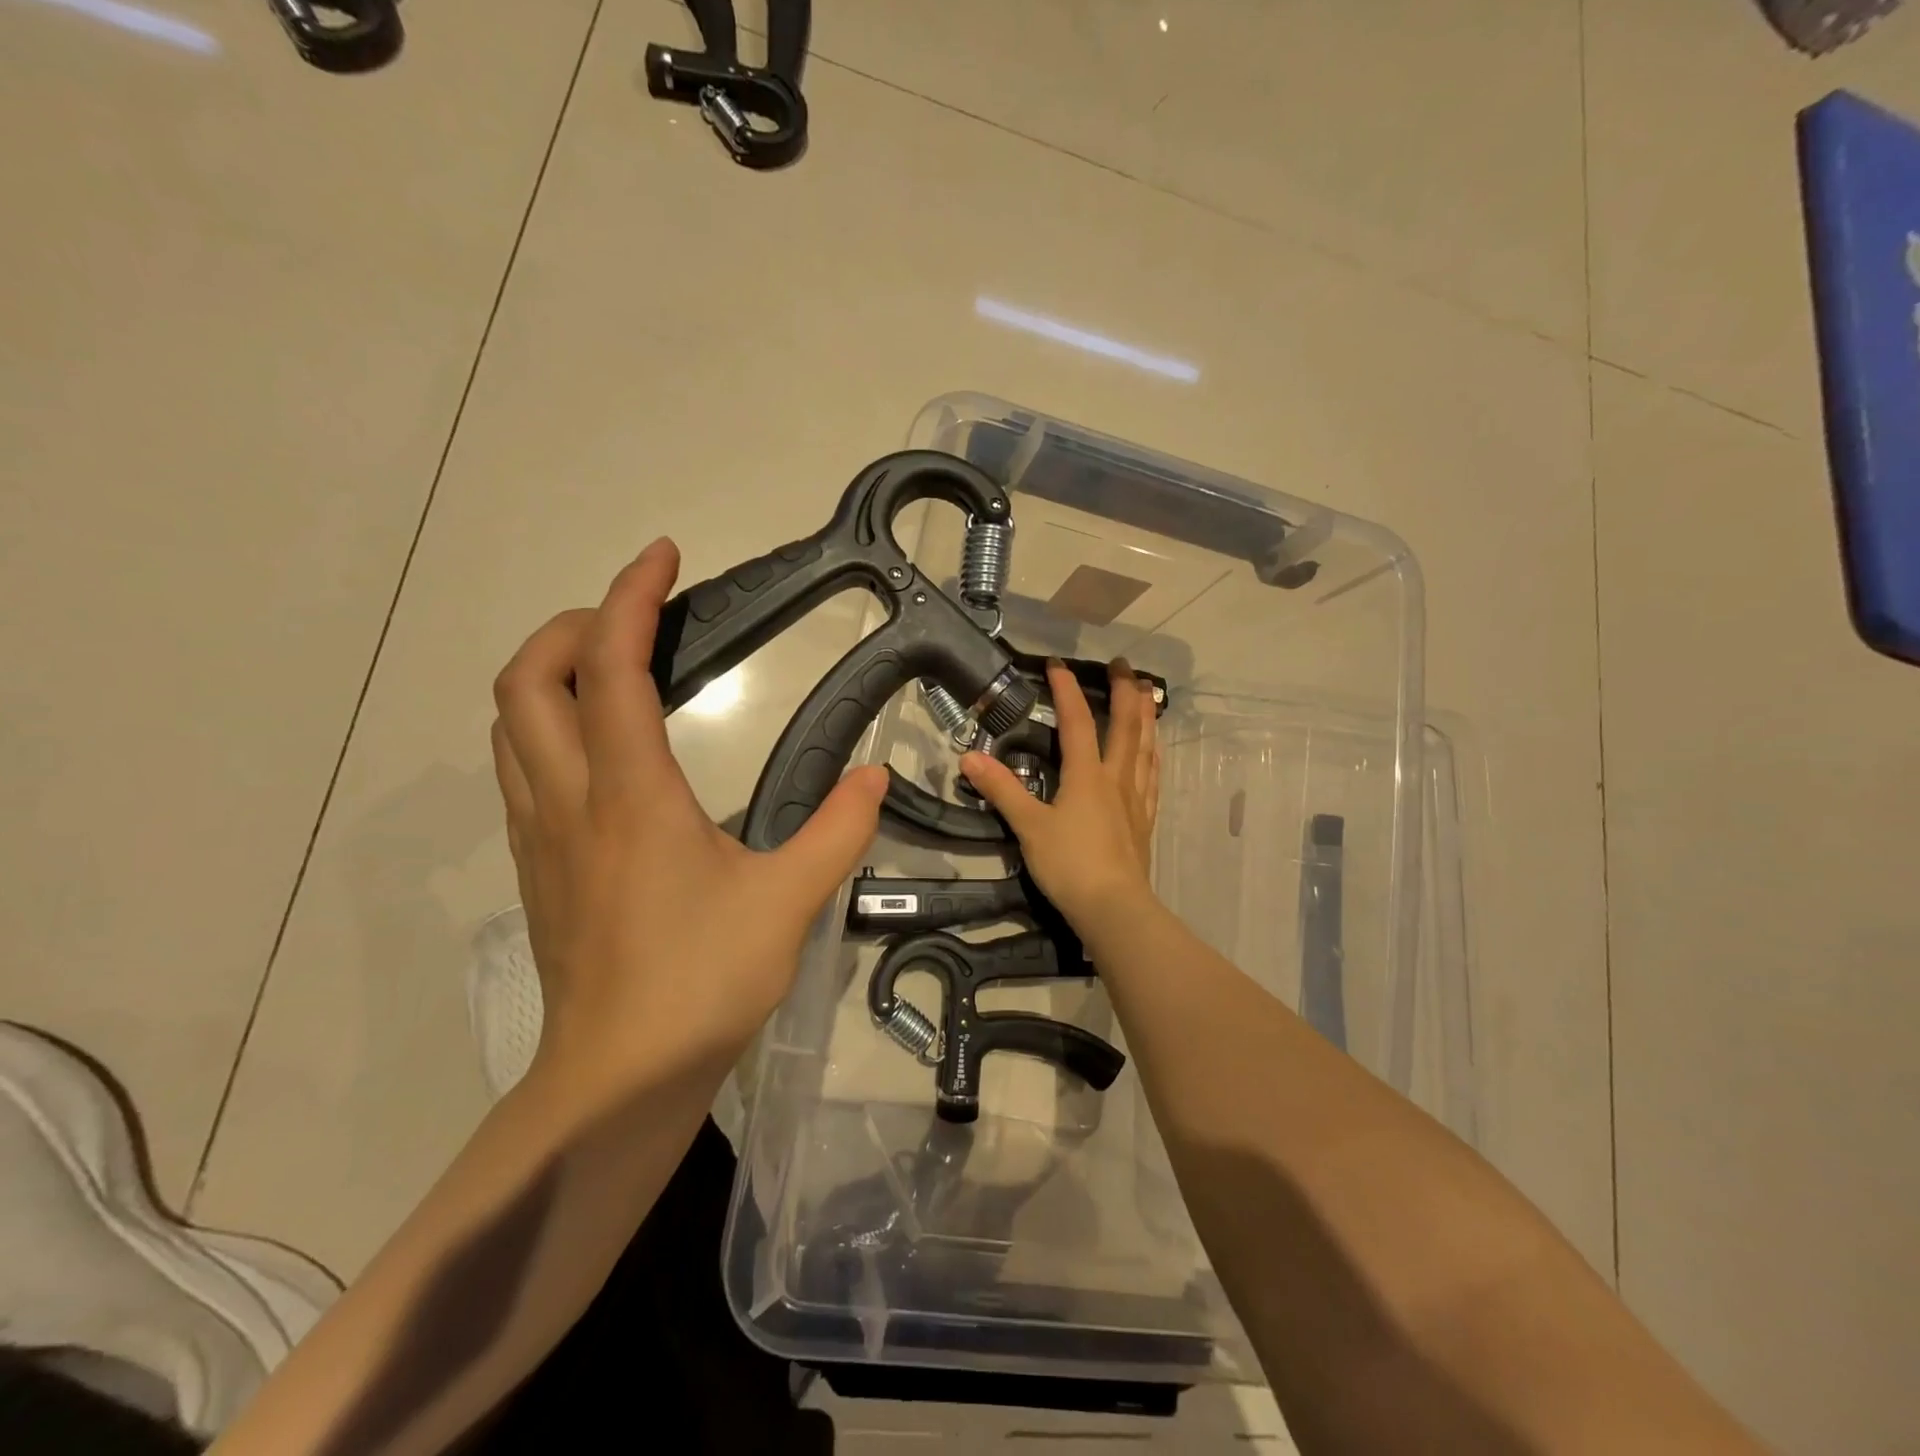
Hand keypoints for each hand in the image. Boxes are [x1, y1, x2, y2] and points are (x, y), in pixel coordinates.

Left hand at [489, 538, 887, 1084]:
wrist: (619, 1077)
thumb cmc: (702, 982)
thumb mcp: (789, 901)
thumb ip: (839, 829)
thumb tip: (875, 774)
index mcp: (629, 794)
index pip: (611, 669)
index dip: (631, 599)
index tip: (662, 557)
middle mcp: (569, 799)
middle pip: (527, 680)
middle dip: (575, 625)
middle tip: (637, 619)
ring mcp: (542, 833)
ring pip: (512, 723)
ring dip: (553, 673)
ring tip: (617, 666)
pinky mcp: (539, 865)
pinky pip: (523, 765)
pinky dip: (551, 723)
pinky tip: (605, 746)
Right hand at [959, 659, 1159, 929]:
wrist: (1113, 908)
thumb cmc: (1069, 865)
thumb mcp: (1029, 827)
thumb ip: (1002, 790)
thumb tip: (969, 757)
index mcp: (1086, 775)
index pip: (1077, 722)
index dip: (1067, 690)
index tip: (1057, 664)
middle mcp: (1116, 778)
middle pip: (1125, 726)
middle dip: (1125, 692)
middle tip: (1125, 665)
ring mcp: (1135, 799)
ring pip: (1145, 747)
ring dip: (1146, 717)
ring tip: (1149, 694)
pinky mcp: (1143, 821)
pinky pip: (1152, 777)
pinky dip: (1154, 755)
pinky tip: (1155, 751)